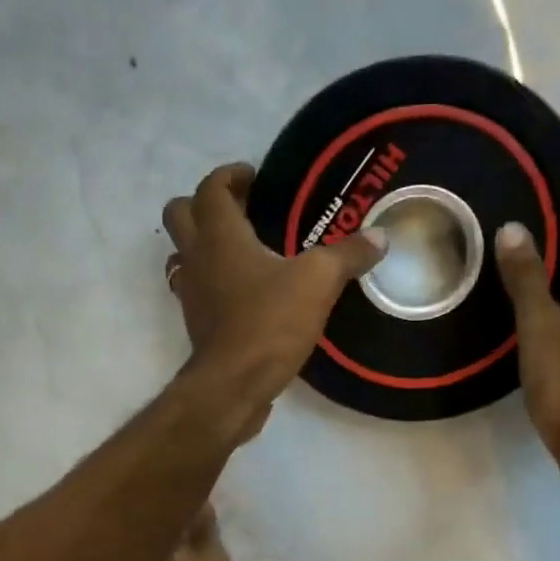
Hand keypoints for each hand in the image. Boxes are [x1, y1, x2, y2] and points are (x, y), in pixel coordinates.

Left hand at [163, 163, 383, 440]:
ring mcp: (191, 293)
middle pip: (180, 214)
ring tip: (241, 251)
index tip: (253, 176)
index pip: (212, 188)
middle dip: (205, 204)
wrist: (233, 385)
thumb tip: (379, 237)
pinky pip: (196, 289)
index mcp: (220, 236)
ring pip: (183, 254)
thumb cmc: (269, 323)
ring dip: (203, 245)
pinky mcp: (197, 324)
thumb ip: (347, 255)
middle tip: (242, 211)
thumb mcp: (317, 282)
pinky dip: (213, 282)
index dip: (230, 175)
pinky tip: (244, 293)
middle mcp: (197, 258)